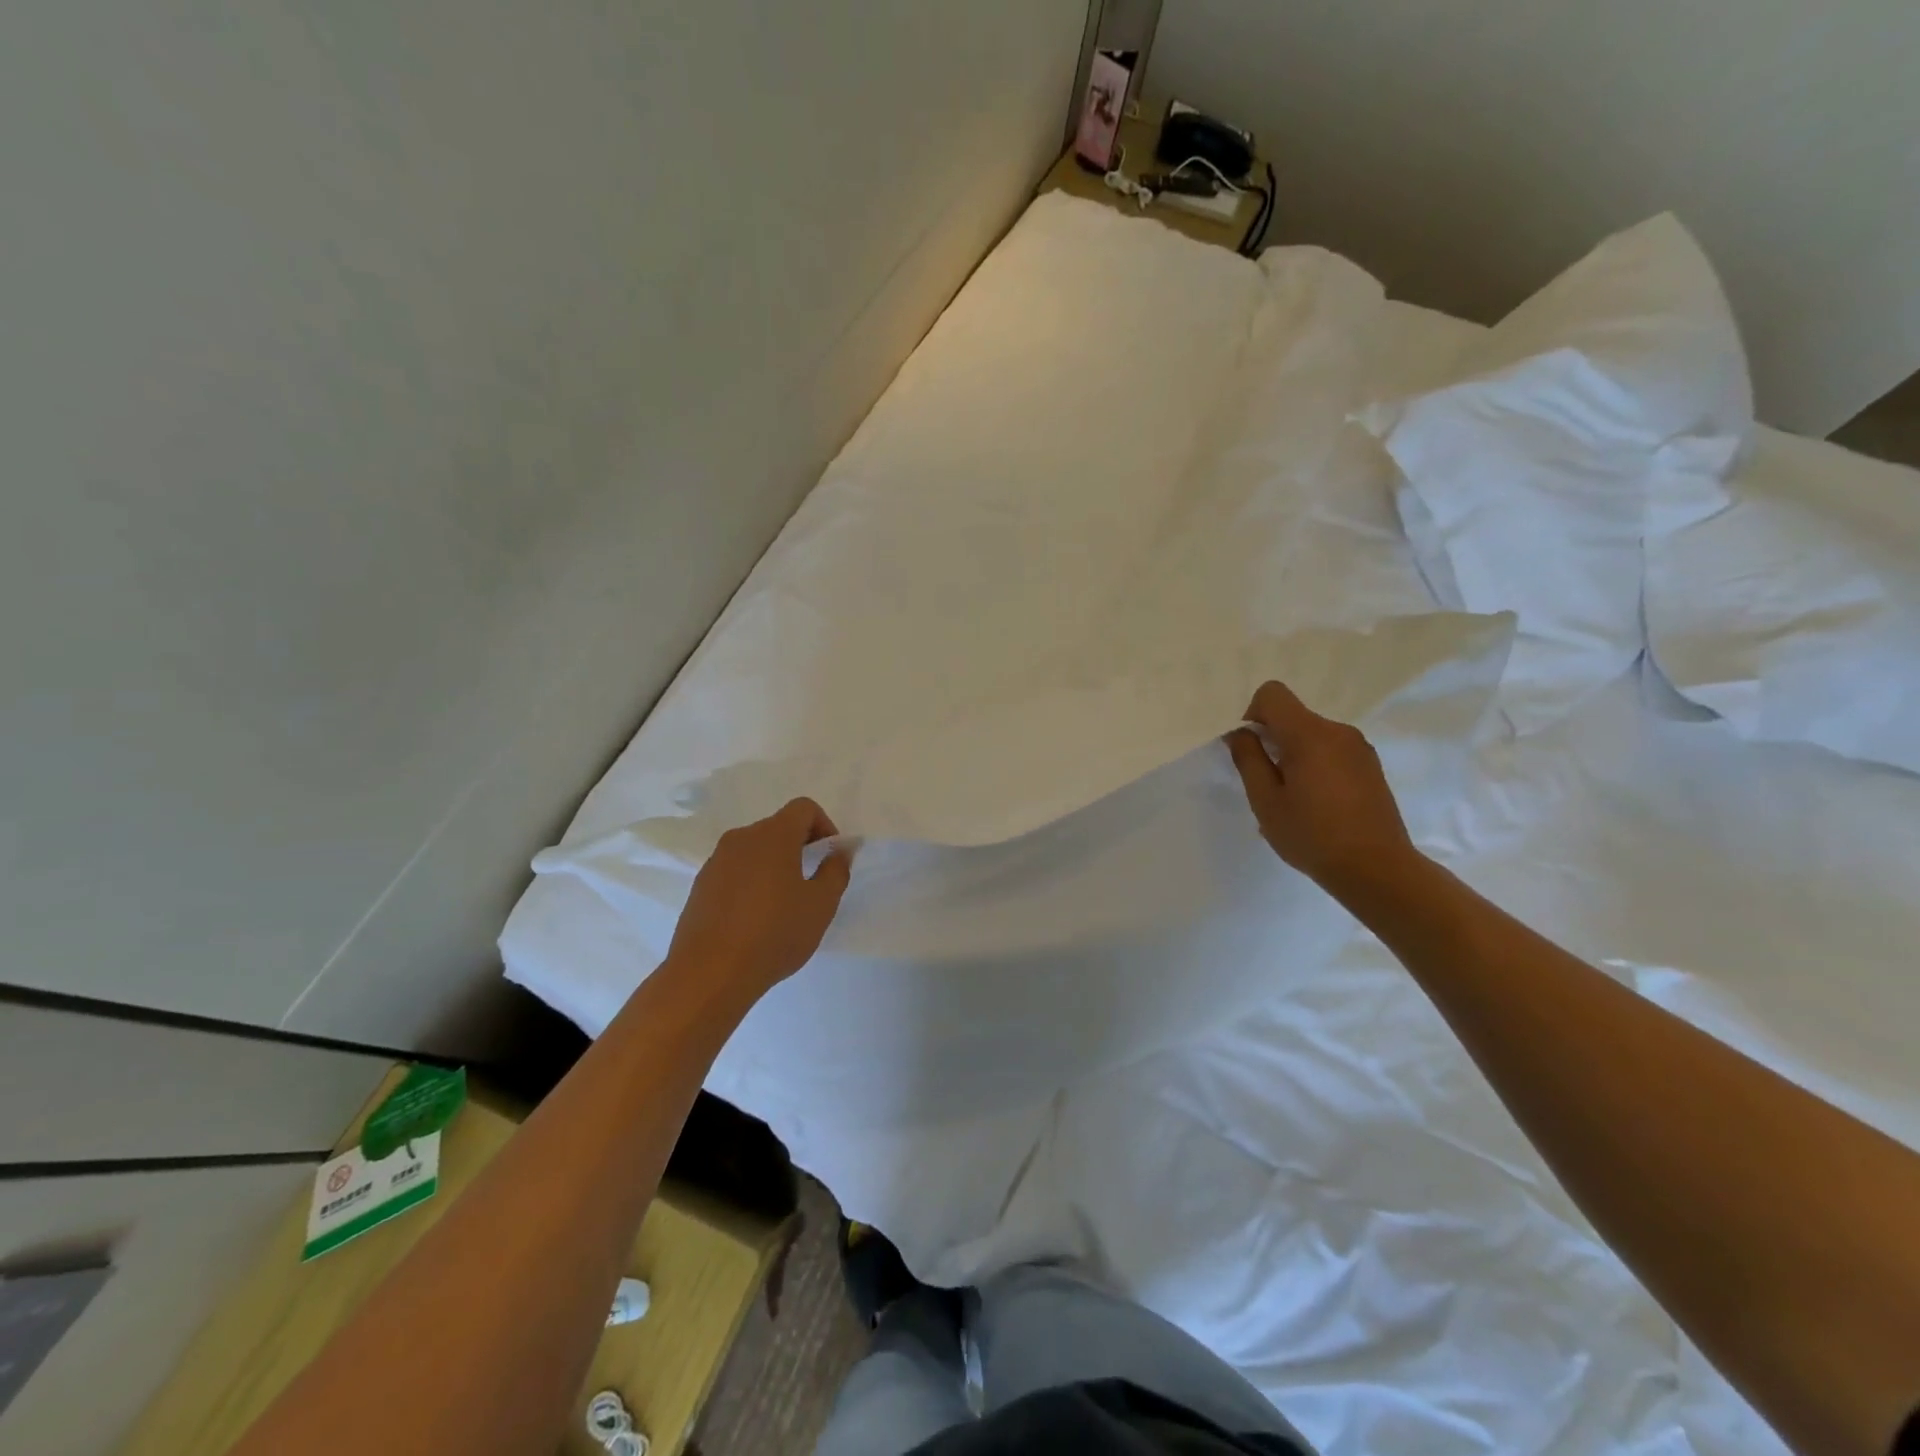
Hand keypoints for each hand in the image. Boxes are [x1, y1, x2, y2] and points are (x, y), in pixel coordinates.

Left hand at [664, 798, 852, 1000]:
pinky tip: (755, 920)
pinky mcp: (700, 886)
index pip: (804, 808)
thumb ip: (836, 870)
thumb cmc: (774, 934)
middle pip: (778, 828)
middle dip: (800, 847)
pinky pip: (734, 872)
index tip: (830, 858)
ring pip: (755, 851)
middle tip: (813, 884)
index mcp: (773, 835)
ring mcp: (716, 862)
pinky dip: (751, 883)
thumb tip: (840, 850)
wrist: (709, 974)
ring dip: (775, 866)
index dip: (824, 826)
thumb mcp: (821, 905)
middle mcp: (741, 838)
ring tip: (784, 906)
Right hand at [1225, 680, 1417, 896]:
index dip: (1253, 715)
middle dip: (1273, 741)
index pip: (1272, 694)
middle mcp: (1338, 731)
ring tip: (1293, 801)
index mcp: (1310, 734)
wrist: (1377, 870)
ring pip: (1312, 736)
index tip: (1252, 751)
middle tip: (1268, 785)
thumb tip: (1241, 733)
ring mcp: (1359, 748)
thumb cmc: (1313, 835)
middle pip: (1293, 716)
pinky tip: (1317, 806)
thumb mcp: (1265, 800)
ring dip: (1294, 756)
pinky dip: (1315, 766)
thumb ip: (1248, 759)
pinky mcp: (1371, 766)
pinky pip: (1331, 752)